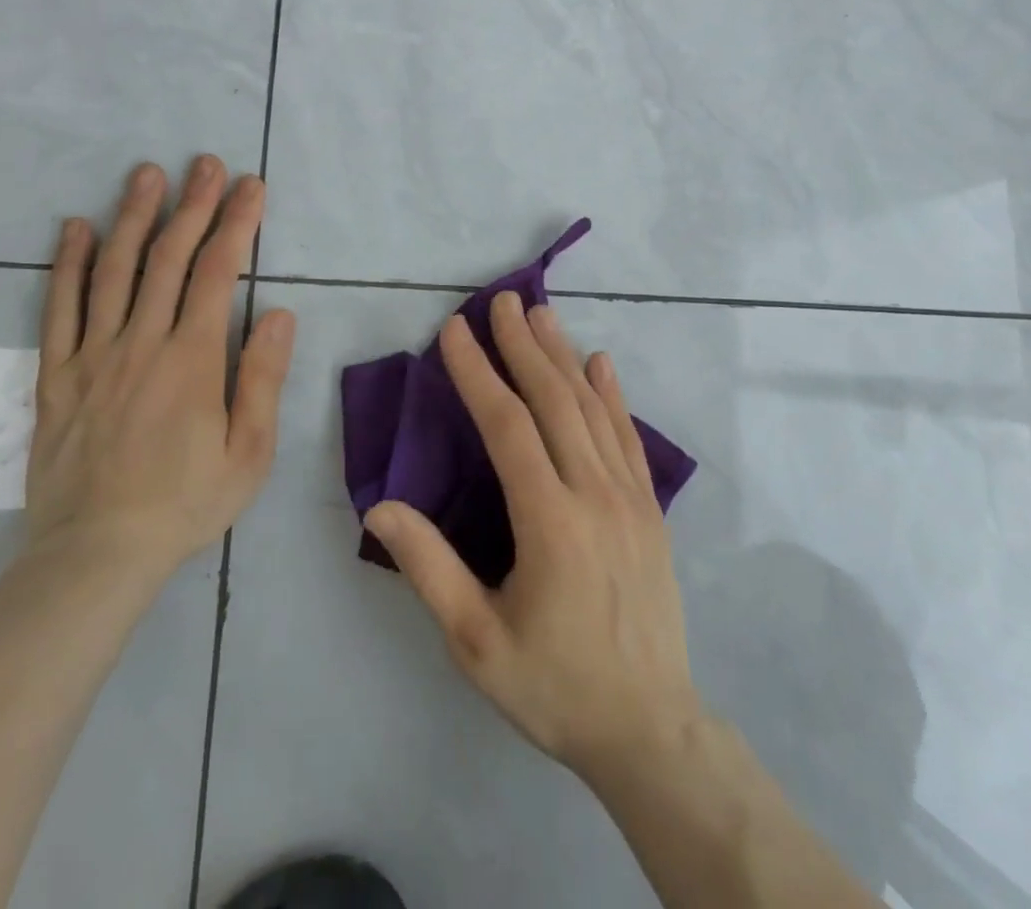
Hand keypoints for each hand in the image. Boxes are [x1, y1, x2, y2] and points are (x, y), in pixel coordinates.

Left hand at [25, 156, 294, 584]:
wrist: (96, 555)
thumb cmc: (186, 504)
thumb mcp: (249, 452)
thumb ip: (262, 377)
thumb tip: (278, 311)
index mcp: (192, 360)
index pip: (217, 273)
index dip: (236, 224)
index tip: (250, 186)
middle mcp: (141, 343)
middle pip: (167, 258)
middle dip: (192, 205)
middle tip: (205, 163)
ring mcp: (92, 356)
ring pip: (113, 271)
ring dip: (132, 217)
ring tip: (146, 173)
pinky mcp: (57, 376)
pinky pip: (59, 309)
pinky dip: (67, 264)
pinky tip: (75, 228)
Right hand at [365, 294, 701, 781]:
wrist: (651, 729)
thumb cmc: (553, 686)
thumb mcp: (475, 641)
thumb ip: (429, 567)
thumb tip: (380, 505)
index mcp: (549, 522)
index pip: (507, 425)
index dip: (478, 373)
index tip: (455, 331)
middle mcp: (594, 494)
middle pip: (554, 401)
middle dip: (523, 345)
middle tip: (502, 300)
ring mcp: (631, 498)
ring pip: (593, 409)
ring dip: (563, 356)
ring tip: (540, 315)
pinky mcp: (651, 509)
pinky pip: (629, 437)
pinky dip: (612, 394)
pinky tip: (600, 363)